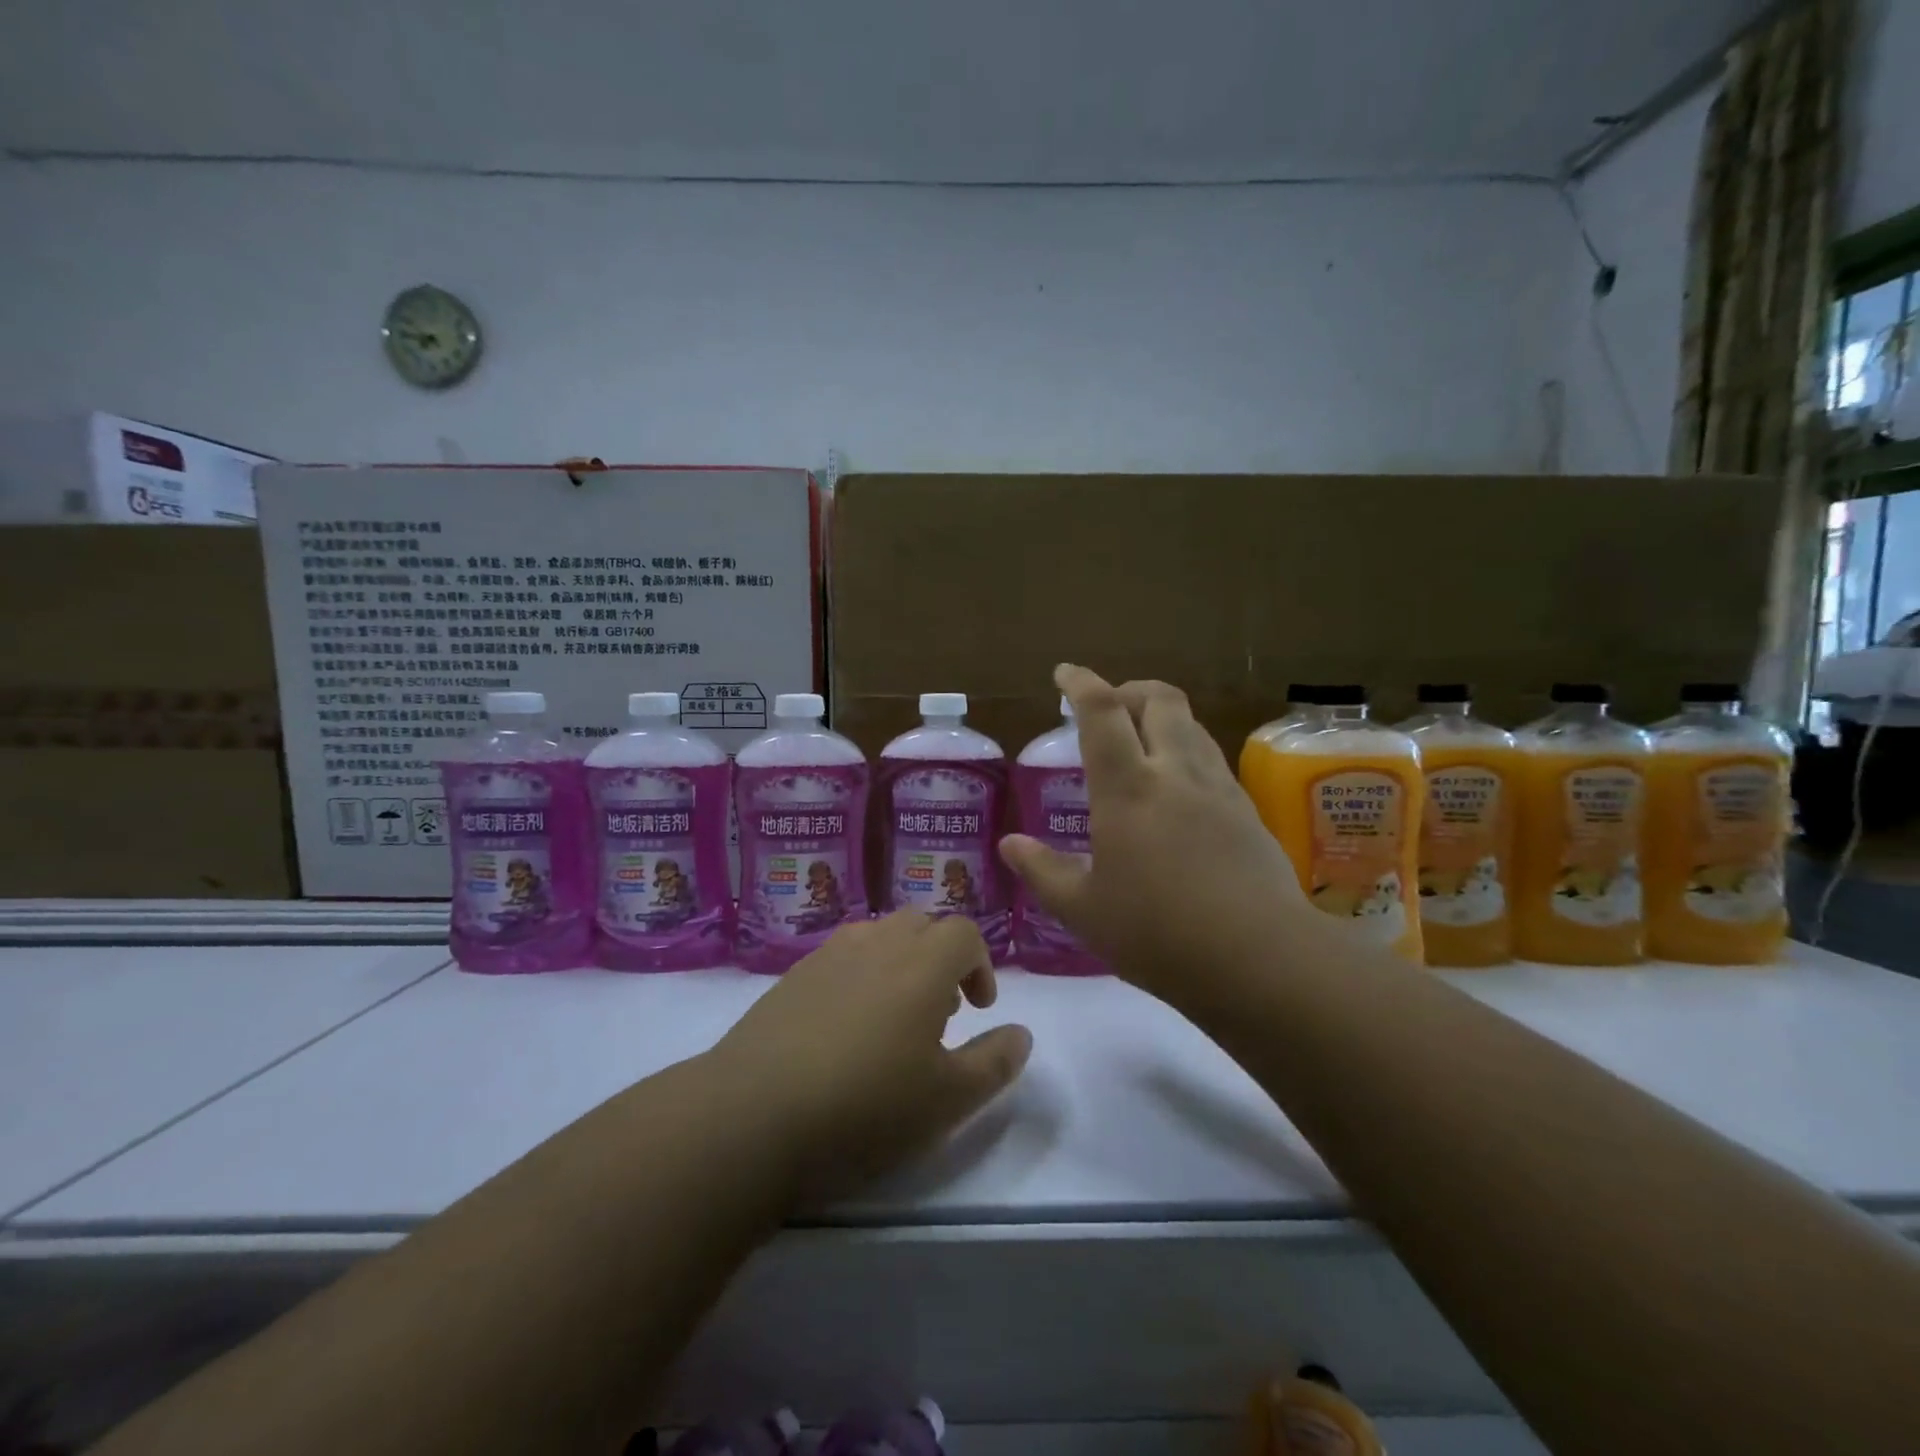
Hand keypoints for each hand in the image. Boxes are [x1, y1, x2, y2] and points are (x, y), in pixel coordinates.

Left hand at [711, 912, 1032, 1201]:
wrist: (752, 1114)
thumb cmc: (864, 1106)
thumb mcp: (948, 1100)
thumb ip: (994, 1062)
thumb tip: (1021, 1033)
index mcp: (921, 964)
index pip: (963, 932)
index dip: (980, 963)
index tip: (978, 1008)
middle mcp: (877, 944)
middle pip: (921, 924)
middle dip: (941, 957)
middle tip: (940, 1010)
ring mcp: (829, 955)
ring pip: (879, 935)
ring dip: (900, 962)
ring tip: (894, 1017)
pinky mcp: (792, 975)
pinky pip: (841, 956)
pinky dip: (860, 974)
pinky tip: (845, 1027)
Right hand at [999, 664, 1310, 1005]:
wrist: (1260, 960)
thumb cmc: (1158, 934)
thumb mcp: (1084, 911)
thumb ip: (1043, 871)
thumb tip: (1009, 845)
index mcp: (1127, 788)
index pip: (1102, 711)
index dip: (1080, 683)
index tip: (1064, 675)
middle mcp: (1175, 773)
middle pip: (1159, 699)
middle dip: (1129, 690)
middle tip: (1108, 709)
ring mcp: (1218, 789)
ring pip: (1191, 725)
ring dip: (1162, 719)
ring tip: (1141, 745)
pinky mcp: (1248, 811)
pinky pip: (1212, 760)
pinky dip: (1187, 753)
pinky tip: (1178, 792)